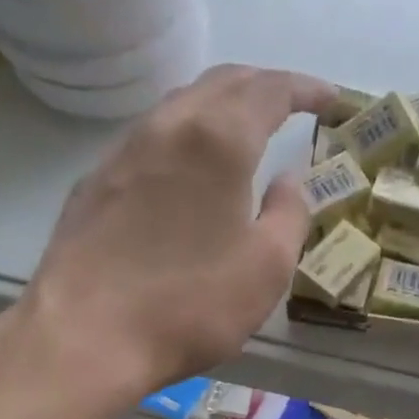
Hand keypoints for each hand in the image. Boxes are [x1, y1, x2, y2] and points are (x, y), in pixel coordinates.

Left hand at [16, 65, 335, 397]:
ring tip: (248, 128)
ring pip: (182, 104)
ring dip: (223, 105)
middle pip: (222, 82)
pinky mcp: (96, 181)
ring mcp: (124, 150)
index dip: (306, 88)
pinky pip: (153, 136)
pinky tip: (193, 166)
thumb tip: (290, 181)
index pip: (270, 90)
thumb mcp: (267, 267)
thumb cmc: (191, 304)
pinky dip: (188, 134)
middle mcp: (168, 127)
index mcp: (218, 140)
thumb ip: (289, 214)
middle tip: (295, 104)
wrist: (86, 336)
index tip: (332, 99)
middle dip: (265, 85)